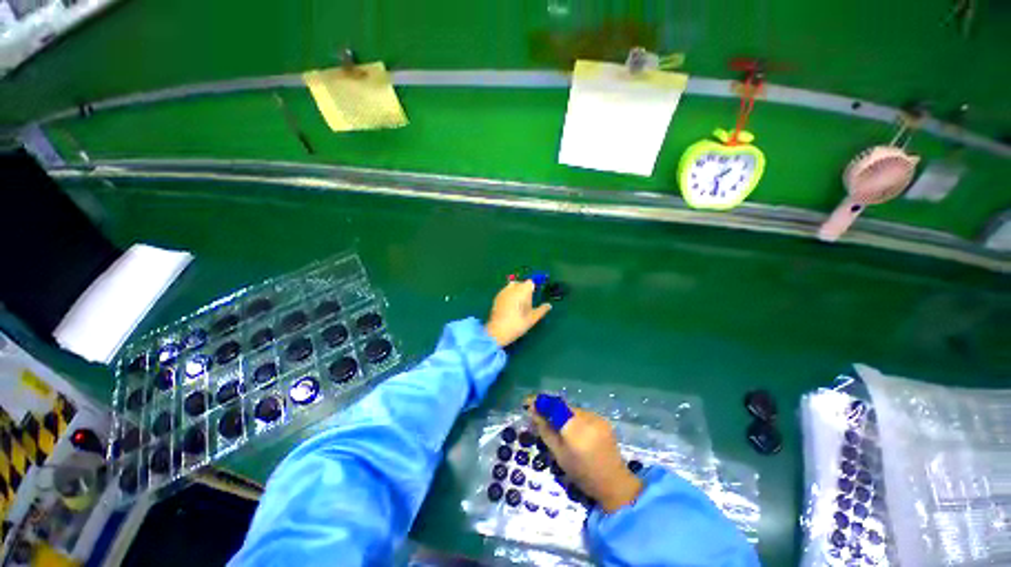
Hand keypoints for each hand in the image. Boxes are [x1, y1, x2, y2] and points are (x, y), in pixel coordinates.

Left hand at [484, 280, 551, 347]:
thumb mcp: (533, 318)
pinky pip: (505, 292)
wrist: (498, 331)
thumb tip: (549, 305)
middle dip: (524, 289)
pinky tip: (510, 306)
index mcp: (523, 291)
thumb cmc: (518, 324)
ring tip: (517, 304)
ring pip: (512, 286)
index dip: (532, 288)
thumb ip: (542, 310)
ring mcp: (503, 292)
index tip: (533, 296)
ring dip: (516, 291)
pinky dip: (509, 295)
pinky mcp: (496, 297)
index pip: (530, 283)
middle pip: (521, 283)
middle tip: (526, 302)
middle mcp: (513, 288)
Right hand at [528, 400, 642, 512]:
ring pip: (572, 409)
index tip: (528, 402)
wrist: (614, 483)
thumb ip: (545, 430)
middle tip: (541, 418)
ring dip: (562, 414)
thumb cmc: (582, 473)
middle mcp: (586, 418)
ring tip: (559, 427)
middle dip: (550, 409)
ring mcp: (596, 417)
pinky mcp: (602, 419)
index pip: (553, 406)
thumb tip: (532, 411)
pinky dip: (574, 418)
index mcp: (574, 429)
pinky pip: (582, 413)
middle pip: (562, 406)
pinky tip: (574, 430)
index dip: (540, 402)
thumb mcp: (559, 454)